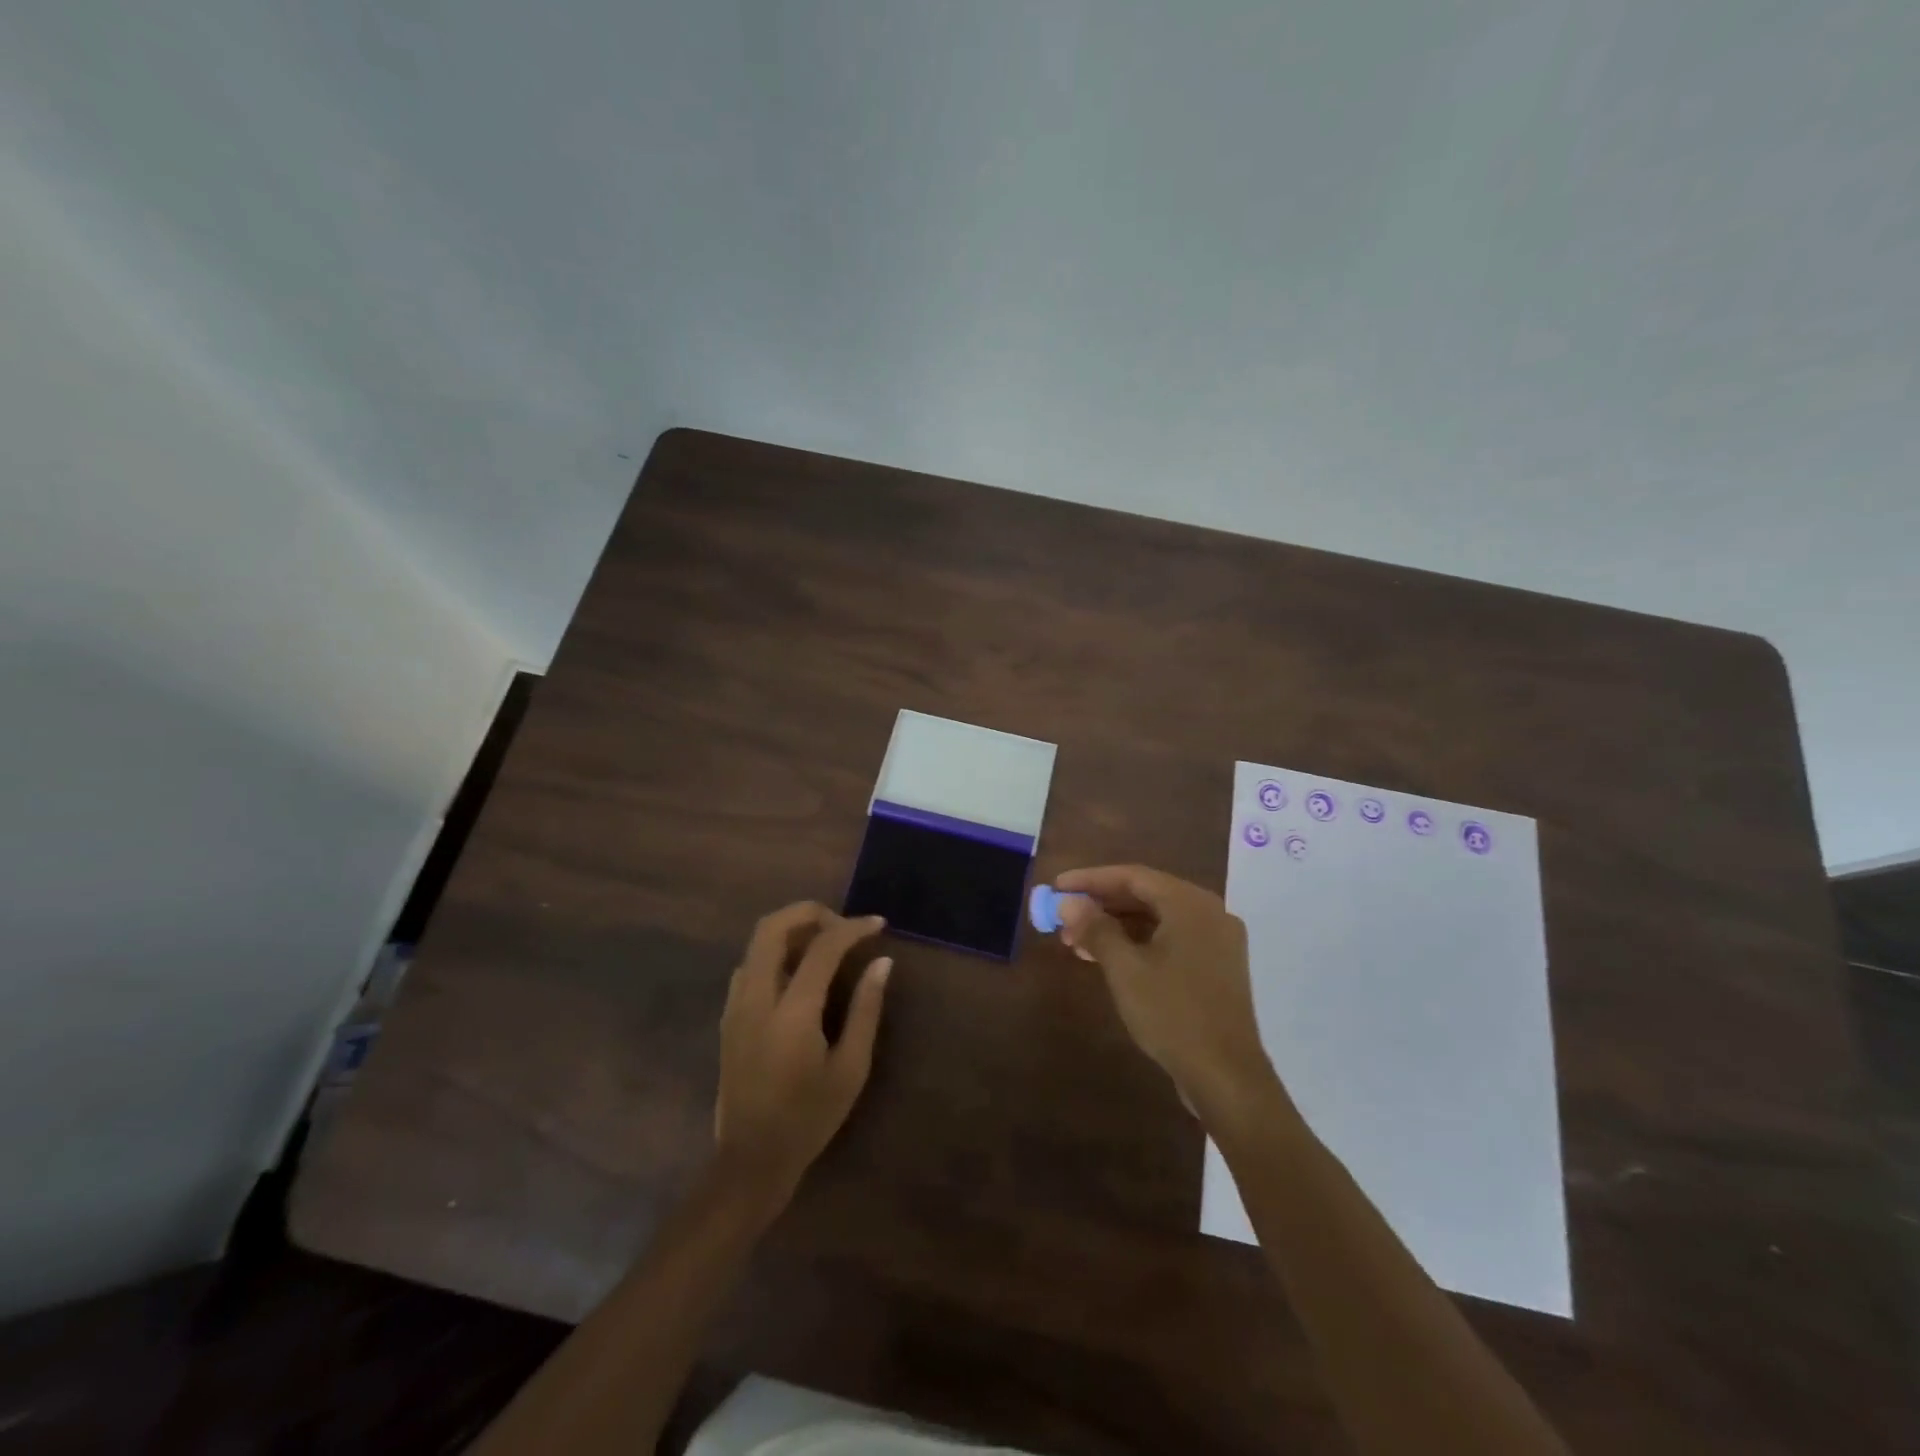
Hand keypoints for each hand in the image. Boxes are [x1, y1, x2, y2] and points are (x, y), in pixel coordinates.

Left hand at [714, 902, 892, 1205]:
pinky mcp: (728, 1016)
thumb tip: (881, 962)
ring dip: (791, 929)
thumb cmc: (809, 1118)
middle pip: (772, 927)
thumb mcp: (850, 1068)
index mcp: (791, 1012)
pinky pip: (749, 963)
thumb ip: (866, 1009)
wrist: (750, 1160)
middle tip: (843, 925)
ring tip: (826, 943)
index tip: (878, 925)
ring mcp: (735, 1005)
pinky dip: (775, 951)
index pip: (822, 947)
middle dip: (810, 912)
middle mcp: (756, 998)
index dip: (852, 928)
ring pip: (756, 941)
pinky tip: (799, 972)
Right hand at [1055, 865, 1273, 1115]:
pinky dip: (1138, 943)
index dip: (1090, 879)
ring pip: (1157, 919)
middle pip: (1146, 895)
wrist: (1227, 1077)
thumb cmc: (1173, 1014)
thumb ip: (1096, 929)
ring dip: (1116, 926)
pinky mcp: (1216, 967)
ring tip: (1076, 942)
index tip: (1057, 886)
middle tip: (1063, 917)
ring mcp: (1217, 941)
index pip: (1132, 876)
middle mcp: (1209, 913)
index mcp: (1190, 904)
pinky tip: (1108, 959)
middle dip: (1101, 905)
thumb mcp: (1125, 969)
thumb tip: (1068, 902)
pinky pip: (1171, 940)